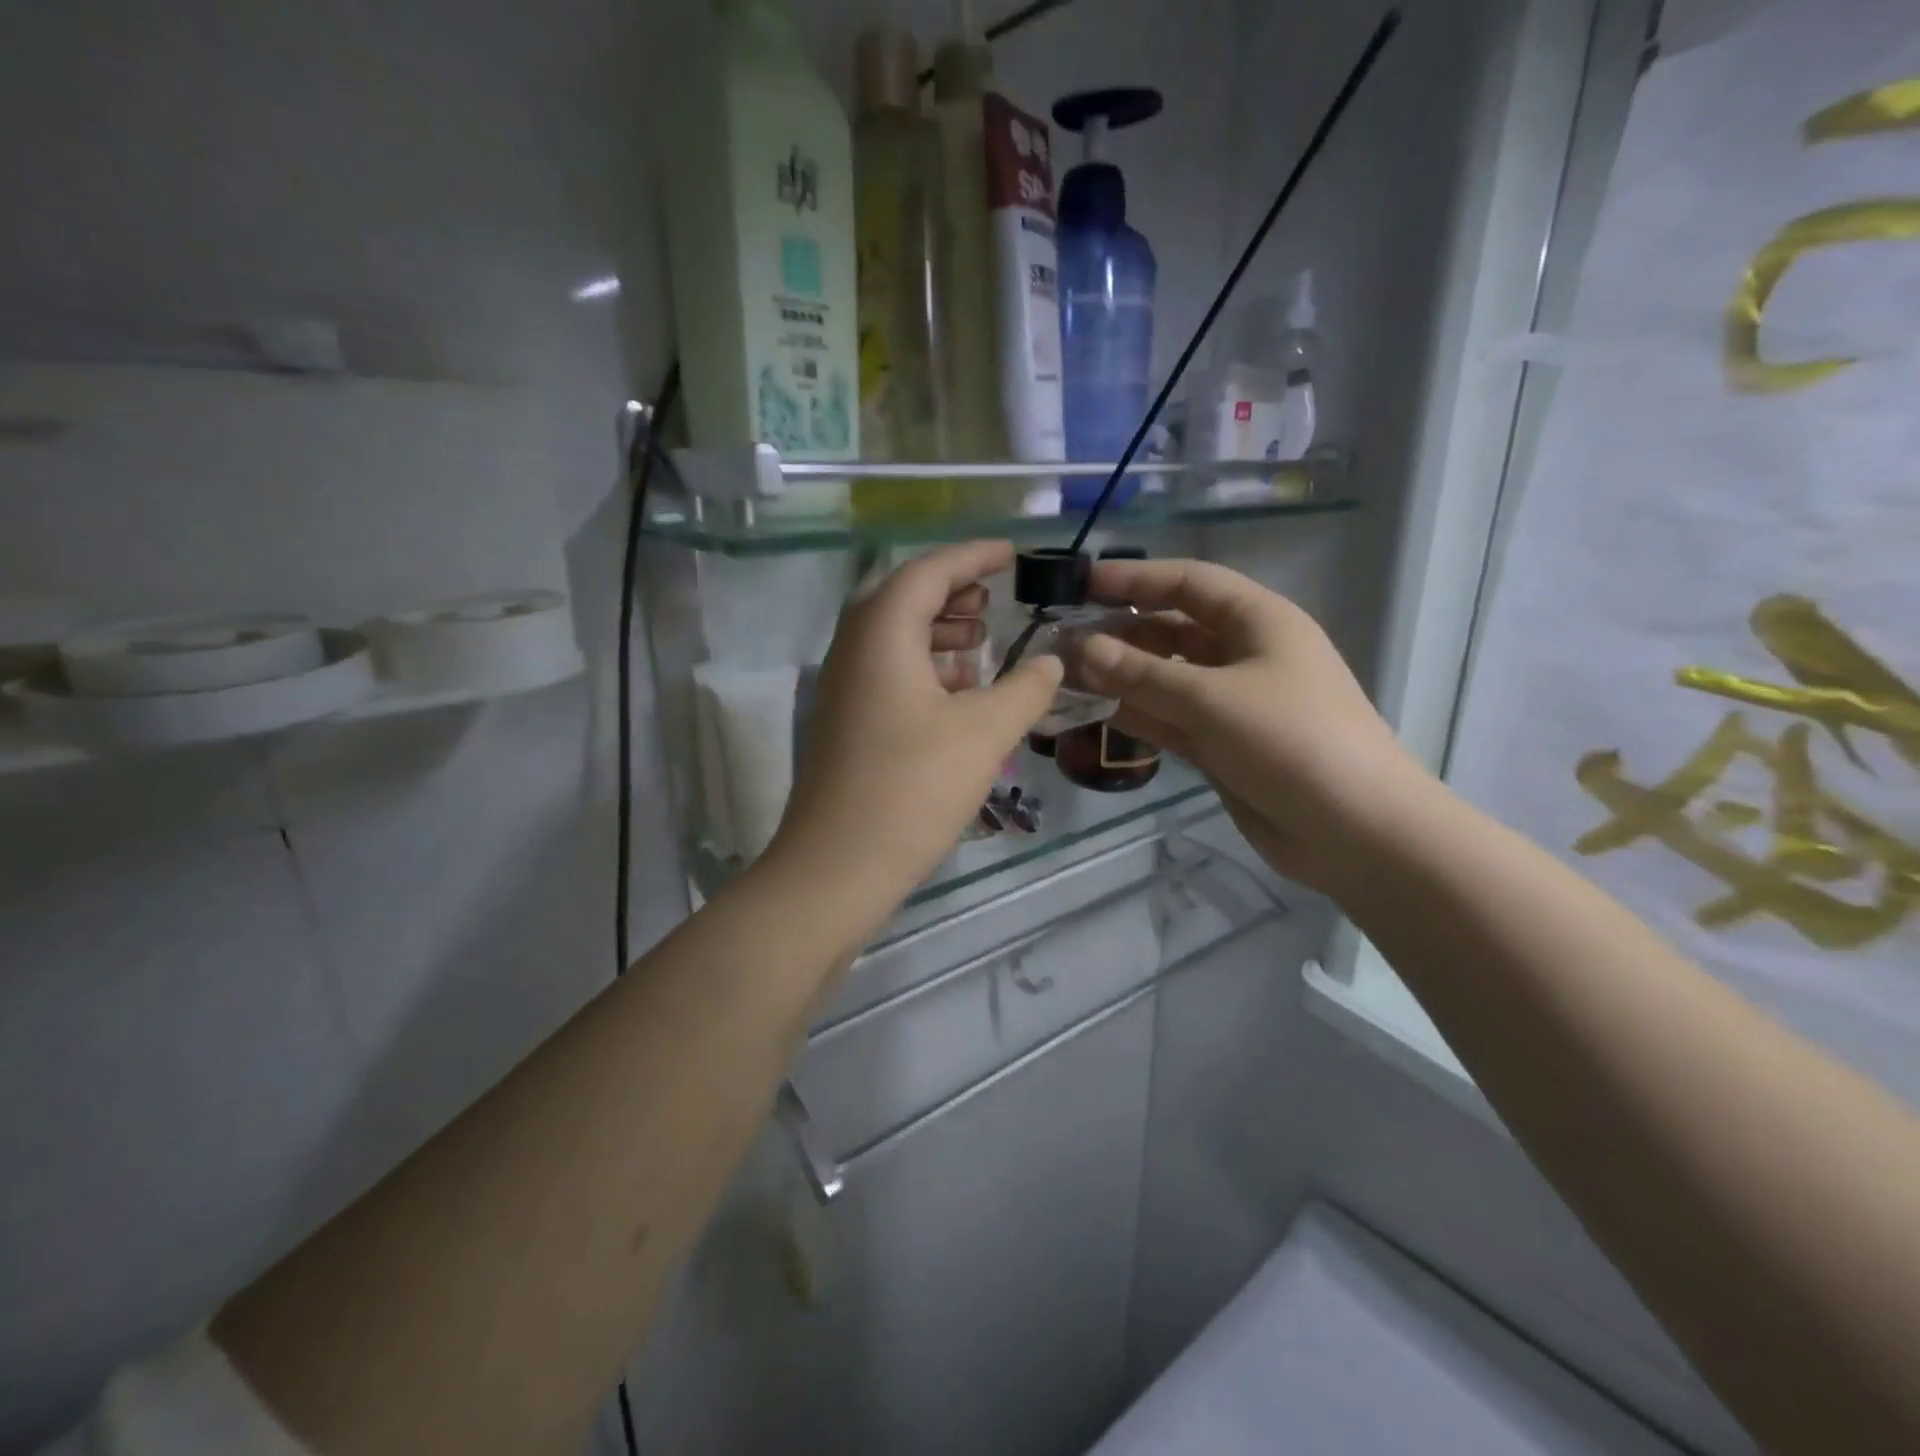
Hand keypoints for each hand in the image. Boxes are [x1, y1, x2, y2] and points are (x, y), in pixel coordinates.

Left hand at [768, 541, 1063, 910]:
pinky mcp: (844, 722)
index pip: (929, 570)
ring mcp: (842, 688)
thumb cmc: (913, 788)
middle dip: (952, 590)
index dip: (974, 555)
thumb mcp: (985, 732)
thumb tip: (1052, 660)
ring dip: (937, 630)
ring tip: (981, 642)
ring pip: (892, 637)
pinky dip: (923, 666)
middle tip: (994, 598)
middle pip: (902, 597)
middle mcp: (852, 649)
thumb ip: (1026, 688)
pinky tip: (957, 693)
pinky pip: (886, 671)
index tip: (1012, 553)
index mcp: (881, 634)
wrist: (837, 867)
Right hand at [1078, 557, 1428, 892]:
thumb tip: (1082, 648)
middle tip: (1061, 642)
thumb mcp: (1212, 699)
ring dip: (1120, 677)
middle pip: (1172, 630)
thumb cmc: (1292, 742)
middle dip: (1120, 633)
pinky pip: (1168, 720)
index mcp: (1258, 622)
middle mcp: (1243, 655)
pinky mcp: (1221, 746)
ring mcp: (1231, 704)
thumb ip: (1142, 675)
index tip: (1081, 585)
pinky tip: (1092, 714)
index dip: (1136, 578)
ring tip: (1064, 678)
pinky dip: (1135, 716)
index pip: (1189, 583)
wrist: (1356, 832)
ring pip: (1165, 679)